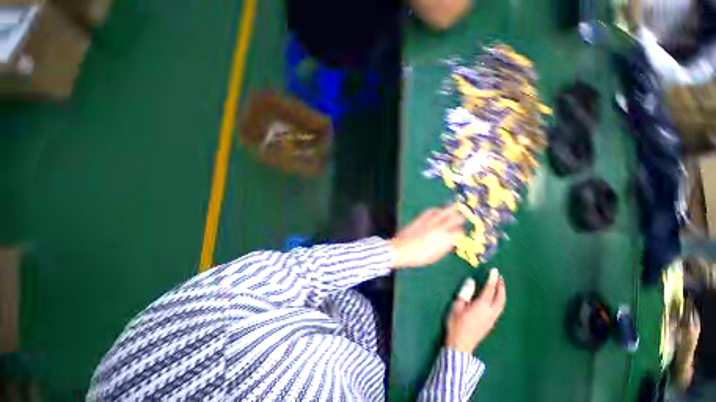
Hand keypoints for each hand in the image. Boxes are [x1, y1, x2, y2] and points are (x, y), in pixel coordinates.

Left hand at [389, 206, 464, 268]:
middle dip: (459, 218)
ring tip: (452, 209)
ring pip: (443, 212)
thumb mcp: (435, 257)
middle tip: (461, 218)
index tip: (461, 233)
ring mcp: (429, 222)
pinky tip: (437, 210)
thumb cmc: (419, 257)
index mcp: (444, 239)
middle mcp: (439, 228)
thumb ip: (444, 248)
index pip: (459, 232)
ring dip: (449, 211)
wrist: (402, 249)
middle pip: (454, 219)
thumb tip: (451, 243)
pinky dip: (436, 210)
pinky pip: (430, 211)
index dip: (461, 232)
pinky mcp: (420, 219)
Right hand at [445, 269, 505, 352]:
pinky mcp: (490, 324)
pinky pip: (499, 309)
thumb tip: (471, 281)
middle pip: (500, 297)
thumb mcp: (457, 306)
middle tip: (500, 277)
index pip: (489, 289)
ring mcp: (492, 319)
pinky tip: (495, 299)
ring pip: (501, 304)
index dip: (492, 279)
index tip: (495, 270)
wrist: (461, 344)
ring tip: (500, 286)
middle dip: (501, 286)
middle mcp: (490, 312)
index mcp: (482, 305)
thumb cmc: (456, 323)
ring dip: (502, 293)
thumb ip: (465, 293)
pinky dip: (499, 300)